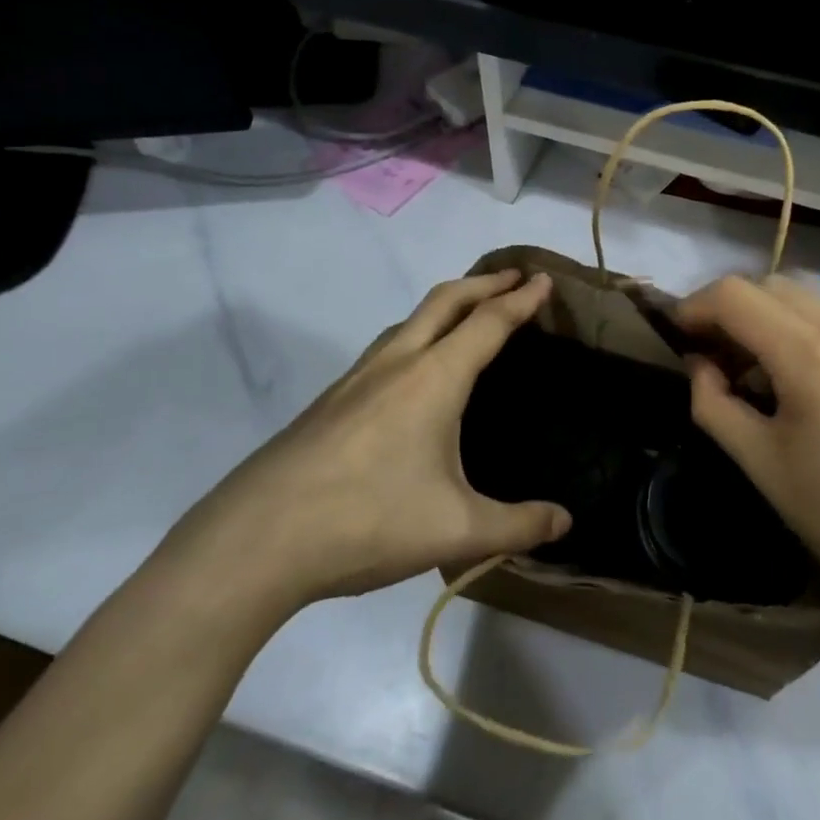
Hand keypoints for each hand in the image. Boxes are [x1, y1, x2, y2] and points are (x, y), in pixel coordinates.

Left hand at [180, 269, 570, 609]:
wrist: (253, 542)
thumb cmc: (367, 521)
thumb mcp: (457, 530)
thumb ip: (518, 524)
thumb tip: (566, 522)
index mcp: (433, 379)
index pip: (488, 323)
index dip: (521, 299)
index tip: (544, 279)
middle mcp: (395, 364)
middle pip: (445, 301)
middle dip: (483, 283)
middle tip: (514, 277)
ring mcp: (355, 380)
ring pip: (408, 321)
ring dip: (446, 305)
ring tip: (467, 315)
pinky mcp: (328, 403)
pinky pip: (384, 348)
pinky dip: (416, 335)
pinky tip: (411, 373)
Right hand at [675, 275, 819, 616]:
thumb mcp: (760, 464)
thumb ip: (713, 403)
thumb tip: (699, 362)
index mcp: (812, 356)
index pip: (735, 296)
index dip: (695, 306)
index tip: (677, 335)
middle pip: (770, 285)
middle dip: (730, 309)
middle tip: (712, 355)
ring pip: (807, 298)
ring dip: (769, 317)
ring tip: (759, 370)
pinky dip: (807, 330)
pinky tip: (806, 377)